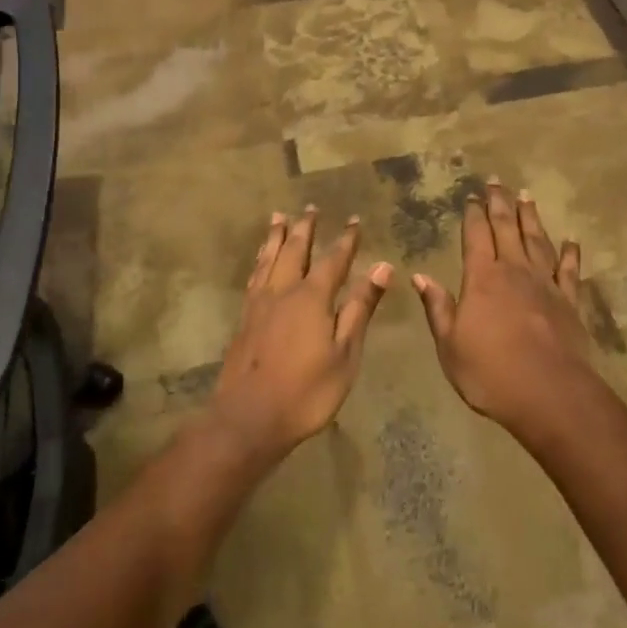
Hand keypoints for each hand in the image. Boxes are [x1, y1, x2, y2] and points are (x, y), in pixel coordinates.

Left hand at [209, 207, 391, 465]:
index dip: (346, 240)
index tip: (355, 220)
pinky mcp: (244, 320)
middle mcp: (284, 291)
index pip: (333, 259)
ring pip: (269, 259)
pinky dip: (259, 261)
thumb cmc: (307, 391)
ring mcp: (260, 304)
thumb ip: (361, 307)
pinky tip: (260, 262)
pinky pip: (254, 277)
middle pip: (295, 250)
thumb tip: (382, 267)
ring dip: (276, 237)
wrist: (248, 419)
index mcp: (312, 297)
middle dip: (305, 228)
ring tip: (278, 217)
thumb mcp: (345, 352)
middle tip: (310, 208)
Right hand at [411, 181, 593, 434]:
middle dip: (500, 203)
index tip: (472, 195)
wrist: (549, 394)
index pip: (475, 236)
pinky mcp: (569, 301)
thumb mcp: (450, 345)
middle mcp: (514, 271)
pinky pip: (569, 270)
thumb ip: (438, 307)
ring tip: (526, 196)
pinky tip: (571, 241)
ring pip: (537, 240)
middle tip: (497, 181)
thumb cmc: (490, 373)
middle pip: (506, 228)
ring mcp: (545, 284)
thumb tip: (419, 276)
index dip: (473, 214)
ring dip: (531, 217)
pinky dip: (570, 254)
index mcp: (482, 279)